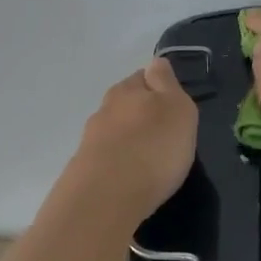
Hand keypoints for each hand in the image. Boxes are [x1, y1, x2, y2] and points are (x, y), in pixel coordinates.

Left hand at [67, 57, 197, 220]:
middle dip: (141, 115)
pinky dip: (119, 163)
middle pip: (126, 104)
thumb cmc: (152, 148)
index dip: (159, 87)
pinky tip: (130, 177)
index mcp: (127, 89)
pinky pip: (107, 158)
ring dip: (129, 140)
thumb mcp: (176, 108)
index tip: (173, 106)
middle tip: (163, 134)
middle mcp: (105, 109)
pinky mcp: (84, 169)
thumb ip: (166, 83)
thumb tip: (155, 64)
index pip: (145, 76)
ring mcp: (91, 140)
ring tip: (147, 160)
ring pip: (114, 131)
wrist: (106, 197)